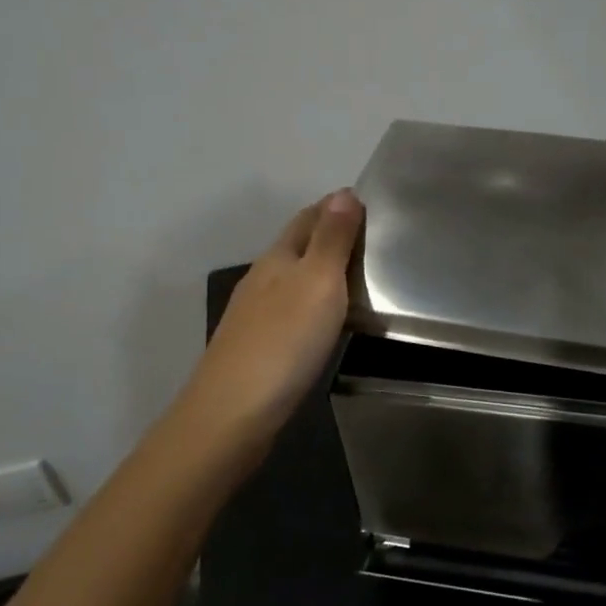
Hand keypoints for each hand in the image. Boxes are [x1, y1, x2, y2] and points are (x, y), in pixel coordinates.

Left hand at [179, 190, 363, 450]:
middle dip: (329, 234)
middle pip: (298, 245)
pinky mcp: (257, 345)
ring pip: (293, 277)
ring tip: (358, 275)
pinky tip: (326, 316)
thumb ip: (331, 239)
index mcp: (278, 257)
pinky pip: (292, 308)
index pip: (309, 217)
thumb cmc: (285, 340)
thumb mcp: (318, 281)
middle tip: (371, 238)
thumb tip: (342, 192)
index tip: (368, 204)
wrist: (234, 412)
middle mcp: (263, 278)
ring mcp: (255, 313)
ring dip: (321, 269)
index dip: (336, 206)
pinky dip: (313, 300)